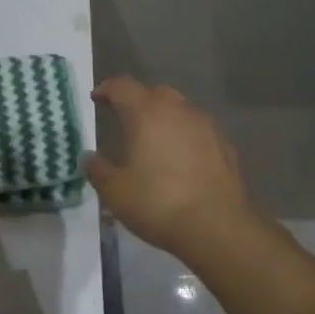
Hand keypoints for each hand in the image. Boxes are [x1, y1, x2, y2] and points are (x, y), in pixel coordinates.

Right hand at [85, 77, 251, 256]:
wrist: (217, 227)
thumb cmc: (158, 203)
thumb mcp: (114, 191)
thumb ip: (97, 169)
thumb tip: (89, 157)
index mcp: (147, 114)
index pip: (123, 86)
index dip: (107, 89)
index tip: (96, 98)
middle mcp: (179, 110)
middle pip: (155, 93)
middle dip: (137, 100)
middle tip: (124, 118)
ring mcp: (207, 126)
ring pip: (180, 109)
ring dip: (164, 117)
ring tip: (153, 139)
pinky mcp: (225, 145)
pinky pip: (198, 130)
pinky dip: (185, 135)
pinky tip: (181, 158)